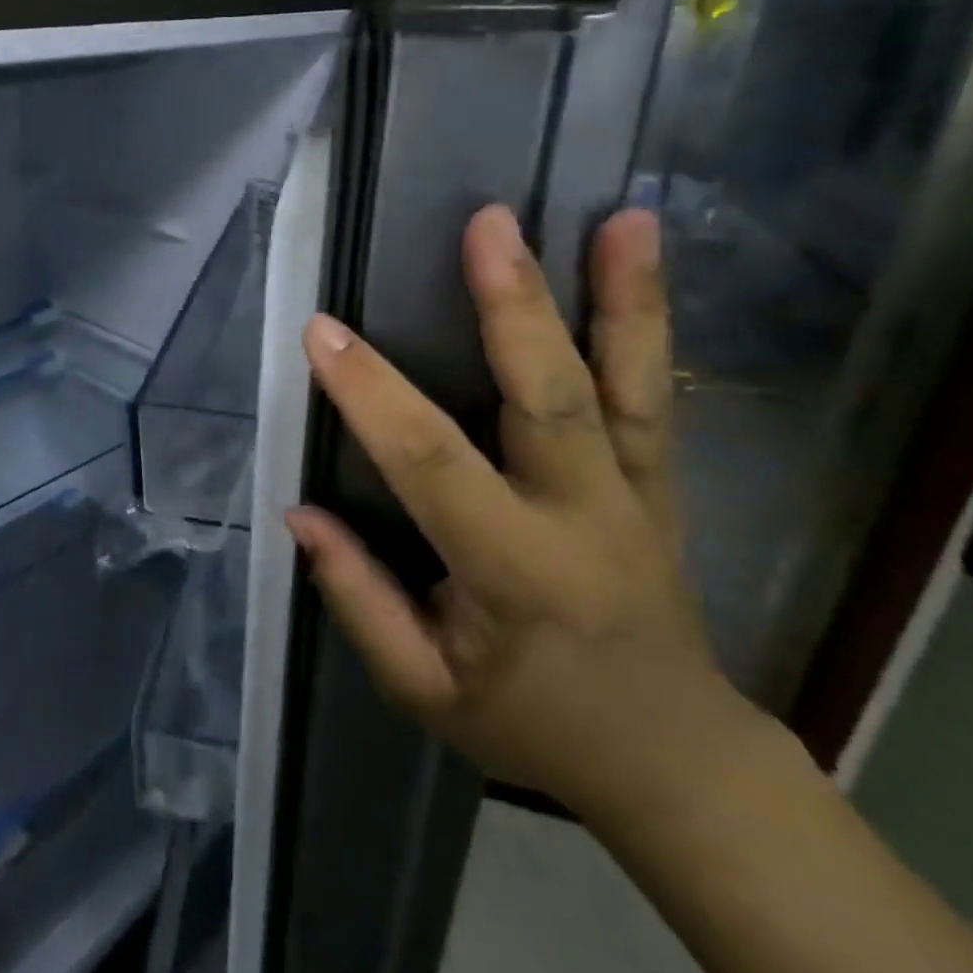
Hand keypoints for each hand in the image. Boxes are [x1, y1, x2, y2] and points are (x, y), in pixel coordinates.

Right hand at [287, 204, 739, 814]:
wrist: (673, 756)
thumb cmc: (531, 722)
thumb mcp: (424, 688)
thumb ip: (359, 600)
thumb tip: (298, 514)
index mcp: (514, 572)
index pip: (431, 464)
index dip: (372, 394)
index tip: (323, 332)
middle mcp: (584, 518)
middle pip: (548, 398)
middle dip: (513, 306)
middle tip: (486, 225)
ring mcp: (636, 493)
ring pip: (628, 384)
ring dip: (620, 295)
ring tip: (618, 216)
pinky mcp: (661, 482)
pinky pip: (655, 393)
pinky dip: (647, 321)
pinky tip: (642, 256)